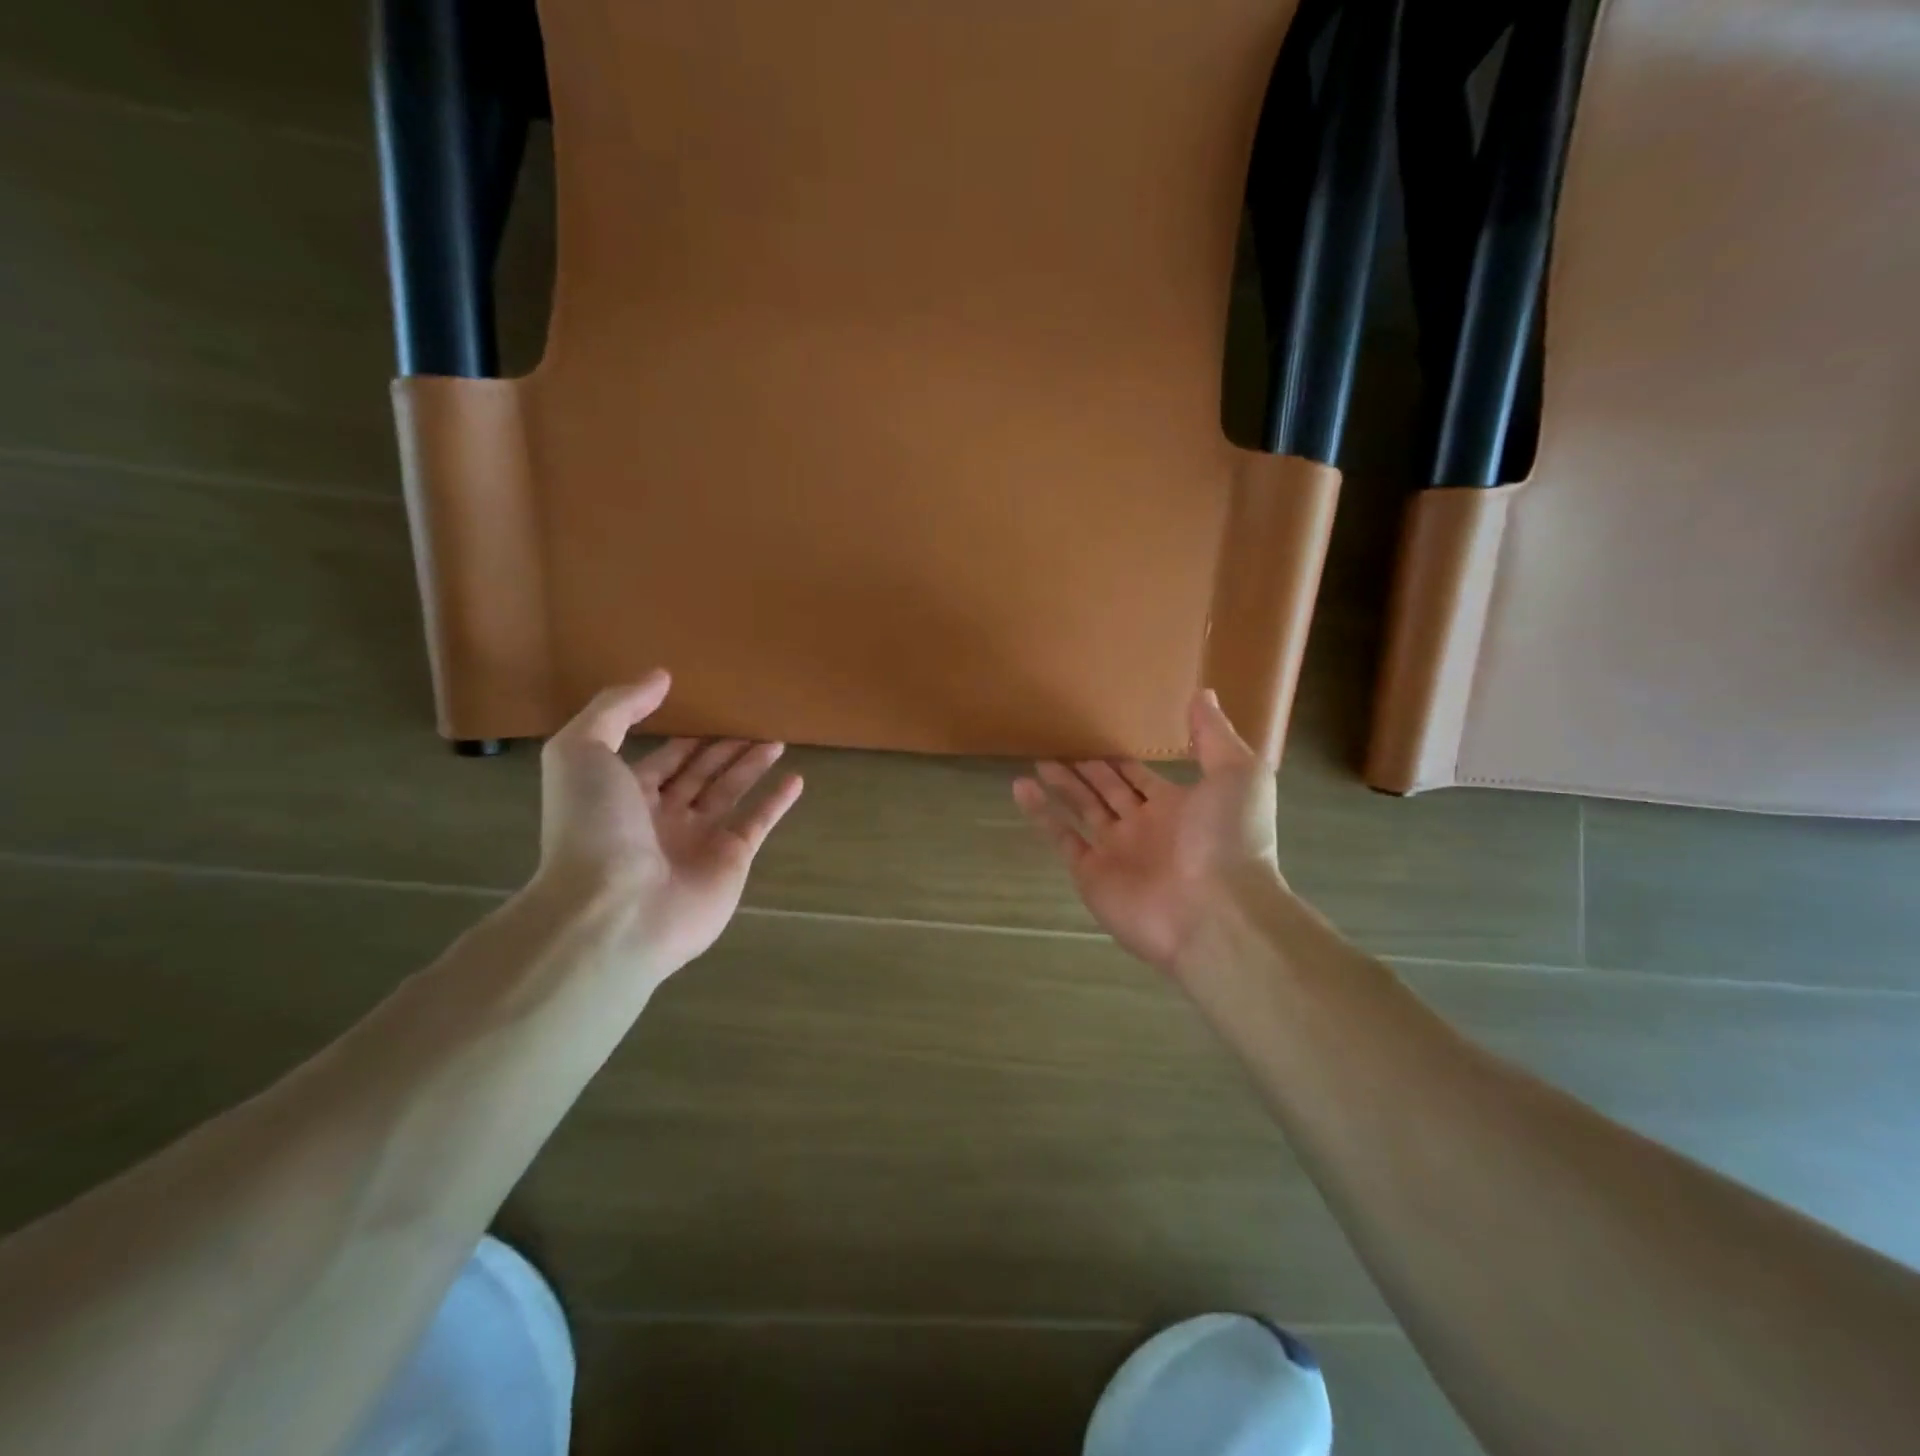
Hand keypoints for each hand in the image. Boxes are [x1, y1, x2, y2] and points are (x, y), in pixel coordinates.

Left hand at [535, 671, 803, 976]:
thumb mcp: (581, 751)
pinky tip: (796, 778)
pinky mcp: (731, 861)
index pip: (661, 760)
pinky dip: (777, 802)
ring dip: (751, 765)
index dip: (683, 737)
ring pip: (729, 792)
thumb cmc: (593, 827)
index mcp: (623, 795)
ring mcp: (698, 841)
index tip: (707, 711)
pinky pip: (758, 823)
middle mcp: (661, 817)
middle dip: (721, 748)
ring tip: (776, 738)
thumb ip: (617, 708)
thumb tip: (661, 677)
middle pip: (698, 774)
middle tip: (750, 720)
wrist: (614, 910)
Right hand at [1013, 690, 1284, 976]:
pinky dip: (1041, 814)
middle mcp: (1144, 828)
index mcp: (1178, 807)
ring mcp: (1116, 853)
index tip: (1099, 732)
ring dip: (1062, 785)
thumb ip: (1213, 735)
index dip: (1121, 758)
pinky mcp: (1091, 874)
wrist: (1218, 912)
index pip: (1141, 777)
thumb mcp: (1238, 774)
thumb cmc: (1230, 838)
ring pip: (1082, 810)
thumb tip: (1202, 693)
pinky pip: (1062, 837)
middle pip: (1108, 791)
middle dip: (1087, 768)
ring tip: (1038, 759)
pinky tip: (1021, 787)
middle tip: (1061, 742)